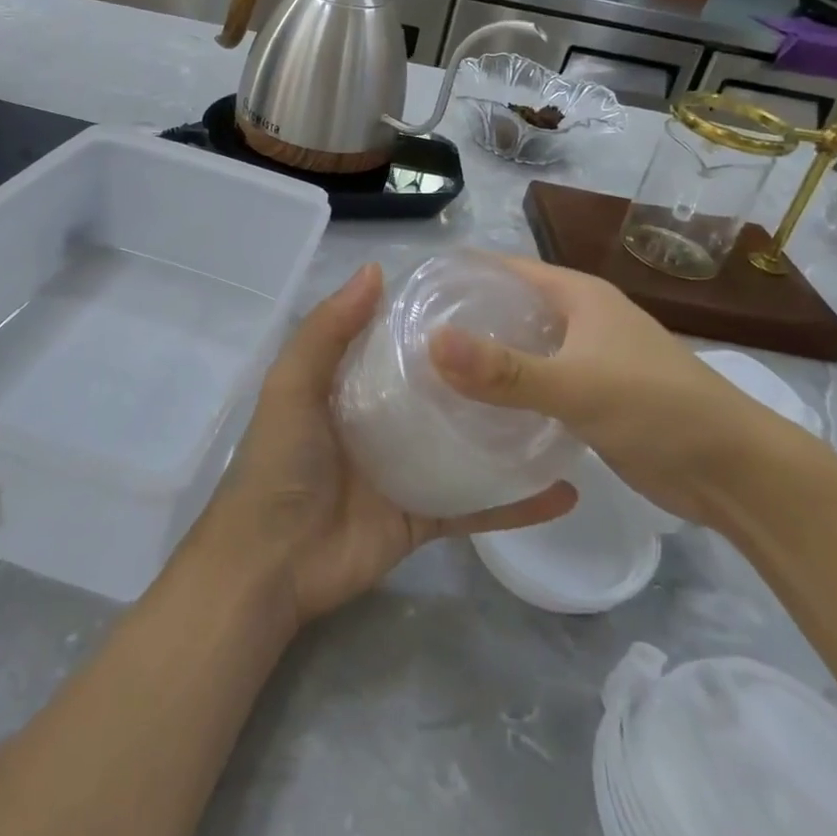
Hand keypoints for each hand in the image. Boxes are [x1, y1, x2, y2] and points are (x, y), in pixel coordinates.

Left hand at [201, 263, 575, 625]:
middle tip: (534, 346)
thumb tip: (376, 270)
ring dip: (504, 432)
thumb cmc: (280, 463)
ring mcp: (404, 472)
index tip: (479, 298)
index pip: (394, 344)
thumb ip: (327, 330)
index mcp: (347, 387)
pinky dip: (516, 503)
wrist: (272, 565)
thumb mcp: (293, 385)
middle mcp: (379, 424)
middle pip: (435, 392)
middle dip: (476, 373)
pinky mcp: (423, 519)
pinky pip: (475, 507)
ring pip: (463, 446)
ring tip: (559, 406)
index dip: (428, 321)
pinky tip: (564, 488)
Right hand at [428, 255, 805, 526]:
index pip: (505, 269)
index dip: (461, 277)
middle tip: (409, 341)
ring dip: (486, 358)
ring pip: (524, 348)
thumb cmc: (657, 409)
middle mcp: (581, 318)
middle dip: (465, 320)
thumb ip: (503, 369)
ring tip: (431, 375)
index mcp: (578, 295)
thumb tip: (432, 342)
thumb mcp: (576, 385)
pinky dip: (509, 392)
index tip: (412, 298)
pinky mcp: (593, 398)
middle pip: (511, 308)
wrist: (735, 473)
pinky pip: (539, 384)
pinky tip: (476, 410)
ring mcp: (589, 359)